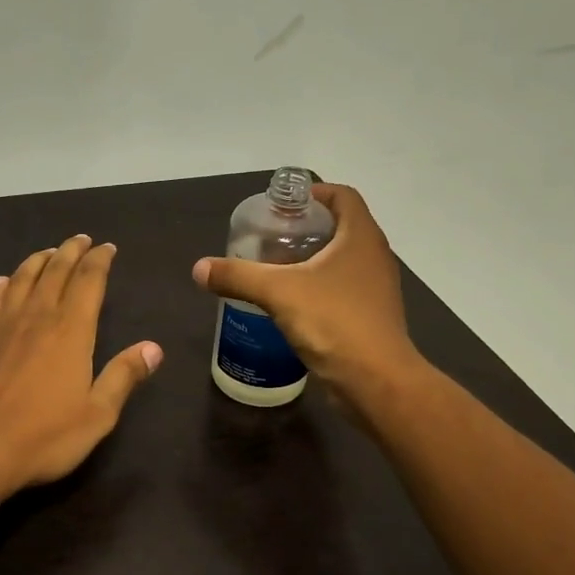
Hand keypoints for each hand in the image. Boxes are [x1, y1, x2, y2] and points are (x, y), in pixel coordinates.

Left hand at [0, 235, 163, 495]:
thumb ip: (124, 376)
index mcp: (71, 332)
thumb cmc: (45, 437)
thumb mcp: (98, 414)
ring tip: (48, 252)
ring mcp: (5, 330)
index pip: (88, 282)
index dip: (99, 261)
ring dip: (38, 261)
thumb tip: (153, 348)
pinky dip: (2, 288)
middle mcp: (37, 320)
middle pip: (55, 272)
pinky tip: (3, 282)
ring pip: (23, 281)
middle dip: (70, 252)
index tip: (108, 248)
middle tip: (81, 239)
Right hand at [191, 183, 417, 402]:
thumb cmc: (333, 322)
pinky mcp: (371, 317)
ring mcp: (375, 289)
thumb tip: (199, 268)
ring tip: (275, 269)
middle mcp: (374, 256)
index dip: (314, 193)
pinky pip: (343, 290)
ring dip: (313, 260)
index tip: (283, 204)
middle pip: (342, 227)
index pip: (343, 196)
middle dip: (307, 228)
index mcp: (361, 237)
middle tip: (270, 237)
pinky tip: (291, 304)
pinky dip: (319, 288)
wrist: (375, 381)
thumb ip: (238, 276)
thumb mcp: (278, 293)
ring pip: (343, 261)